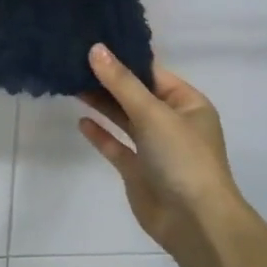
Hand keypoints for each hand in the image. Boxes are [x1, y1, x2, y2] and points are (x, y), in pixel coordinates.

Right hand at [79, 44, 255, 266]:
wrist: (193, 221)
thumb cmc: (182, 158)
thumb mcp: (153, 113)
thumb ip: (121, 82)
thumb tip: (96, 49)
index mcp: (188, 104)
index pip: (153, 74)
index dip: (124, 60)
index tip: (93, 45)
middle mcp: (173, 123)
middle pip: (136, 95)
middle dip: (108, 82)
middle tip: (74, 63)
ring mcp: (155, 149)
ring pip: (124, 119)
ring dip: (102, 105)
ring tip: (72, 86)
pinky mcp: (139, 171)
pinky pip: (117, 146)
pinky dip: (101, 134)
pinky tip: (81, 121)